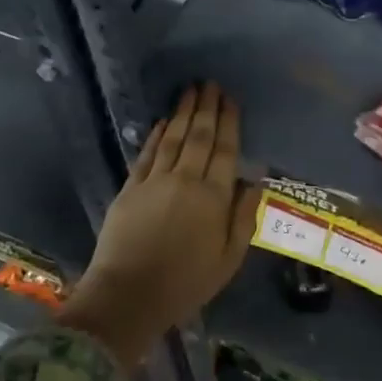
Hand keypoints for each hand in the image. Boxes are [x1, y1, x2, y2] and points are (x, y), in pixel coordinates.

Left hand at [62, 83, 259, 366]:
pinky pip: (147, 154)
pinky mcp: (130, 188)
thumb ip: (243, 217)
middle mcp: (186, 180)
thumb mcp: (229, 260)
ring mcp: (155, 182)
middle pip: (199, 136)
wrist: (128, 297)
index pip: (225, 150)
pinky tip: (164, 121)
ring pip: (174, 138)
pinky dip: (157, 134)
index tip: (231, 100)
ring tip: (191, 90)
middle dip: (207, 108)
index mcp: (214, 198)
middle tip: (211, 83)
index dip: (229, 123)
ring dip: (183, 112)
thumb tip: (254, 180)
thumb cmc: (185, 284)